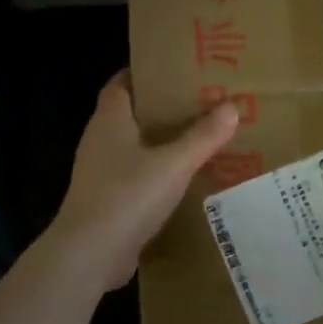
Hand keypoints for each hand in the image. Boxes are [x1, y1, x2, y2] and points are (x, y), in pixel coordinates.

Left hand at [48, 72, 239, 290]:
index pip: (121, 83)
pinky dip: (155, 174)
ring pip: (133, 148)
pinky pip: (134, 177)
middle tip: (198, 103)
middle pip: (130, 114)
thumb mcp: (173, 164)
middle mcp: (99, 141)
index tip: (176, 70)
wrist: (90, 253)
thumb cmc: (128, 195)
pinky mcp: (106, 201)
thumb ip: (203, 136)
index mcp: (109, 121)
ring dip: (159, 143)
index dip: (145, 74)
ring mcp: (100, 173)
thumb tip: (231, 107)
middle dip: (160, 109)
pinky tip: (182, 180)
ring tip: (196, 139)